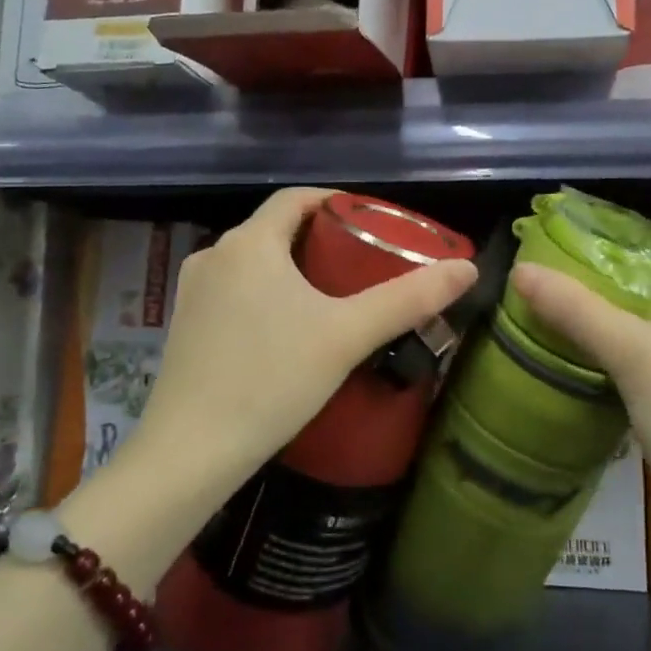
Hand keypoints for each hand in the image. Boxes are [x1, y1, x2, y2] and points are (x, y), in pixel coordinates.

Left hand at [140, 188, 477, 491]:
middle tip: (362, 262)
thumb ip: (408, 299)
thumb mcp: (347, 336)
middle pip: (275, 229)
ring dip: (291, 267)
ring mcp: (192, 291)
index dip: (335, 201)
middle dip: (319, 238)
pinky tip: (287, 328)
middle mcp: (214, 254)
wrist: (190, 452)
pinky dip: (265, 292)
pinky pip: (234, 290)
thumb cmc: (271, 380)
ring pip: (253, 261)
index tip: (370, 220)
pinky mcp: (183, 325)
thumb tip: (467, 268)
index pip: (296, 198)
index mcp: (250, 243)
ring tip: (332, 295)